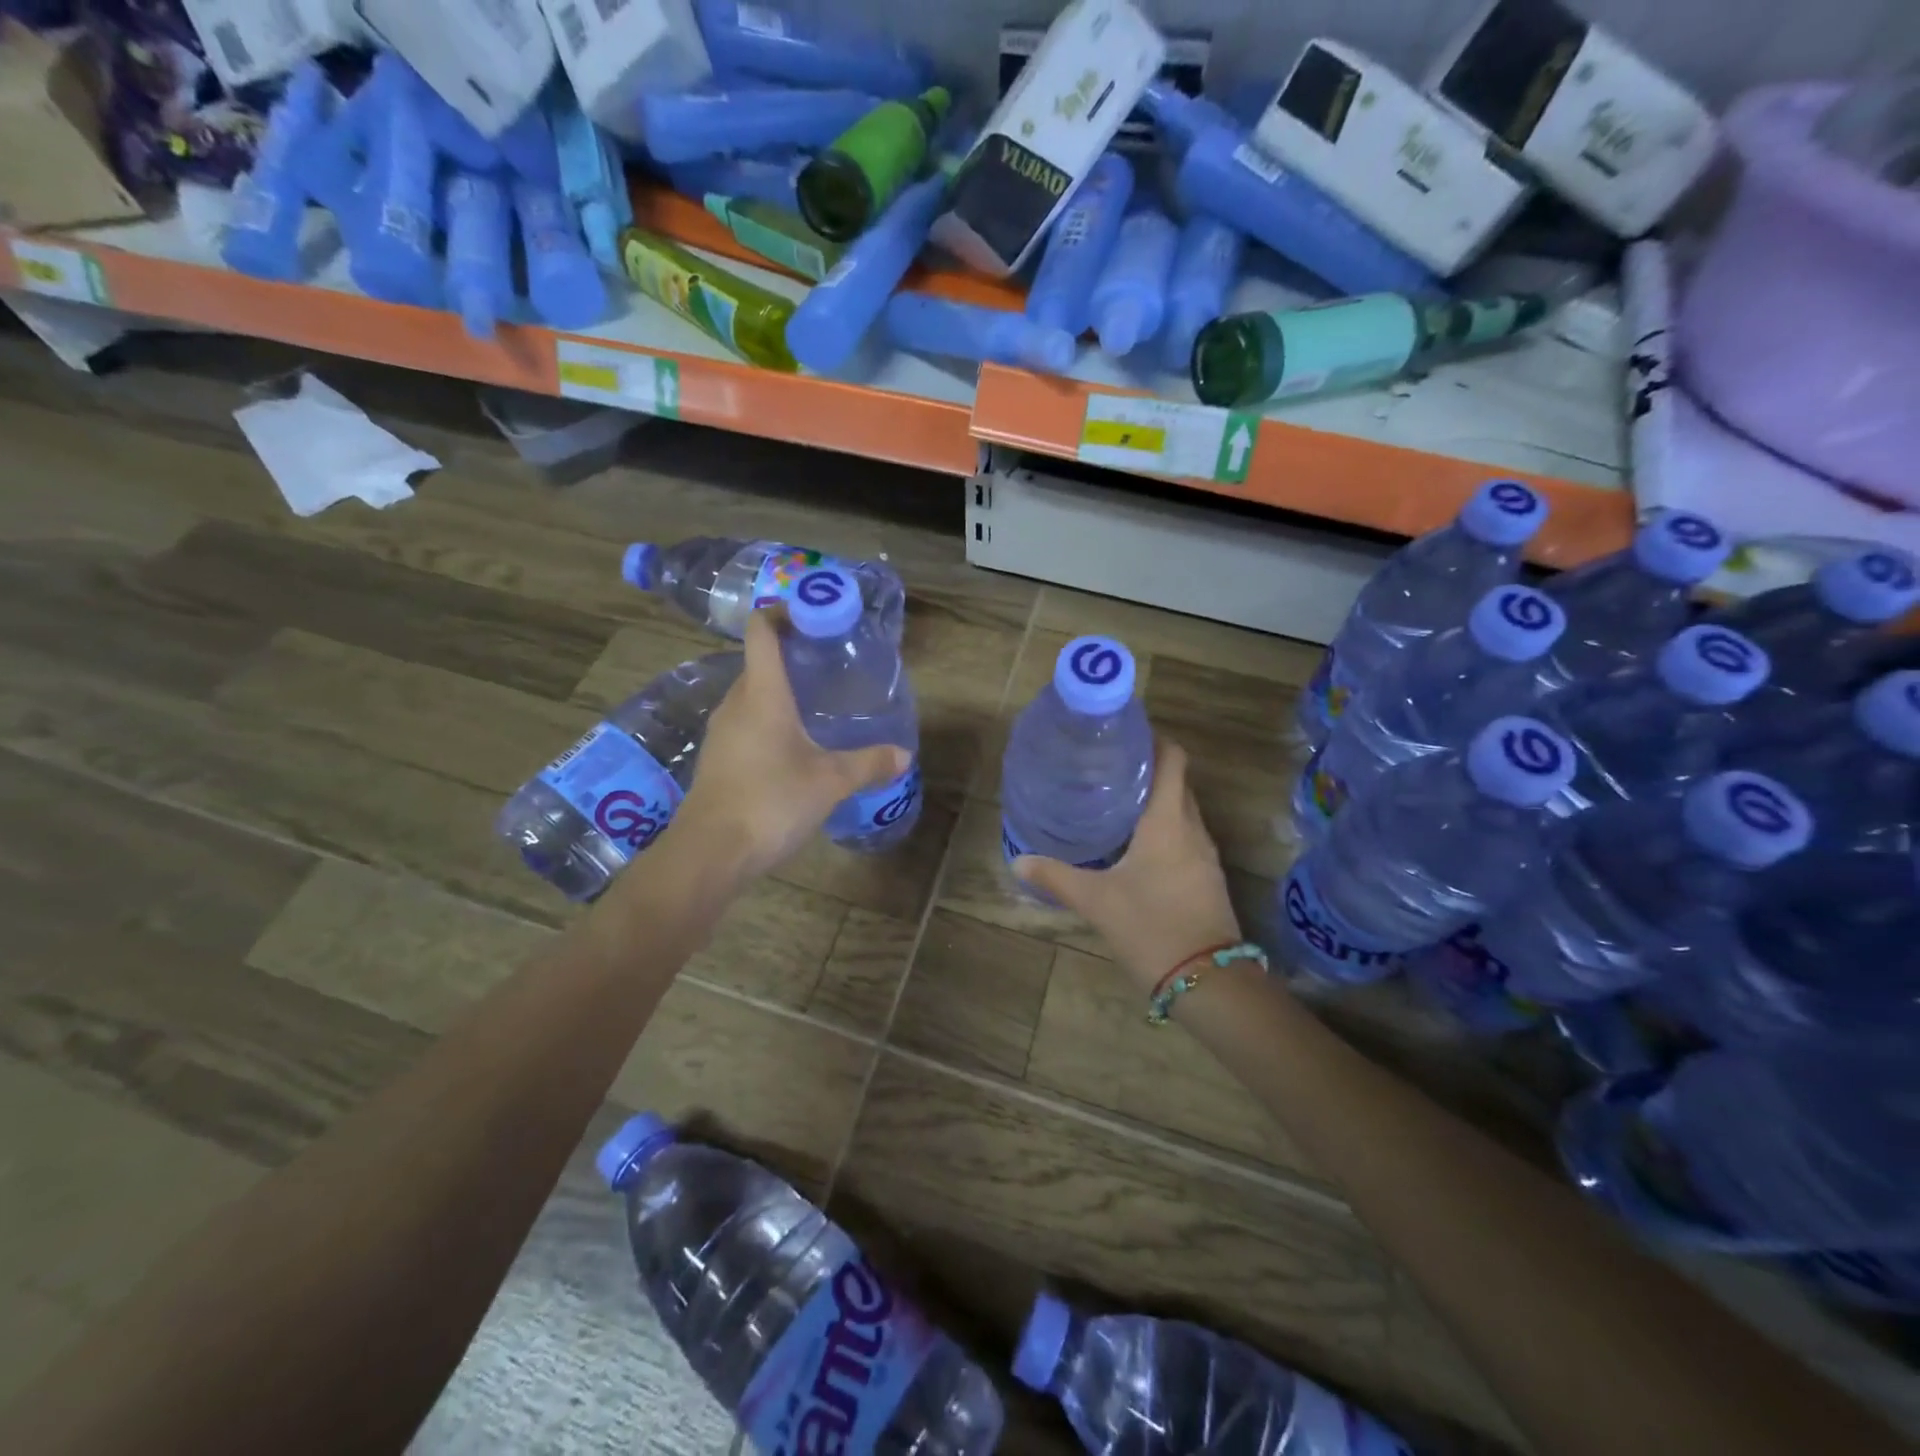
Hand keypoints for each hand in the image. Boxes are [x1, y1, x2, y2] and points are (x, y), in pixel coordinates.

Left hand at [667, 607, 909, 886]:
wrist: (711, 852)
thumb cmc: (771, 801)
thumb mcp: (830, 781)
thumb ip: (869, 763)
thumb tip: (904, 755)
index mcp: (761, 693)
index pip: (761, 631)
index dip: (782, 612)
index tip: (812, 615)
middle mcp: (736, 703)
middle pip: (758, 662)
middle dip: (791, 655)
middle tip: (829, 663)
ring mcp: (722, 732)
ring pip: (751, 695)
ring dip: (780, 691)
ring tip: (817, 703)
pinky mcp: (718, 759)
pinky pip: (746, 723)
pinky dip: (769, 719)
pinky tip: (794, 745)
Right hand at [1013, 740, 1242, 992]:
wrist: (1208, 980)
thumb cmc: (1151, 926)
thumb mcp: (1096, 900)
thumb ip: (1056, 876)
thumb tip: (1019, 860)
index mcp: (1168, 820)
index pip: (1173, 758)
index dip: (1154, 738)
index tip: (1123, 734)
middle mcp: (1192, 828)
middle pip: (1177, 781)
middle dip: (1147, 767)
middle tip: (1106, 766)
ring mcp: (1205, 854)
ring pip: (1182, 810)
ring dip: (1156, 798)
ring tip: (1115, 799)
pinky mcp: (1206, 877)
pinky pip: (1185, 835)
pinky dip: (1163, 826)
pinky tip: (1134, 843)